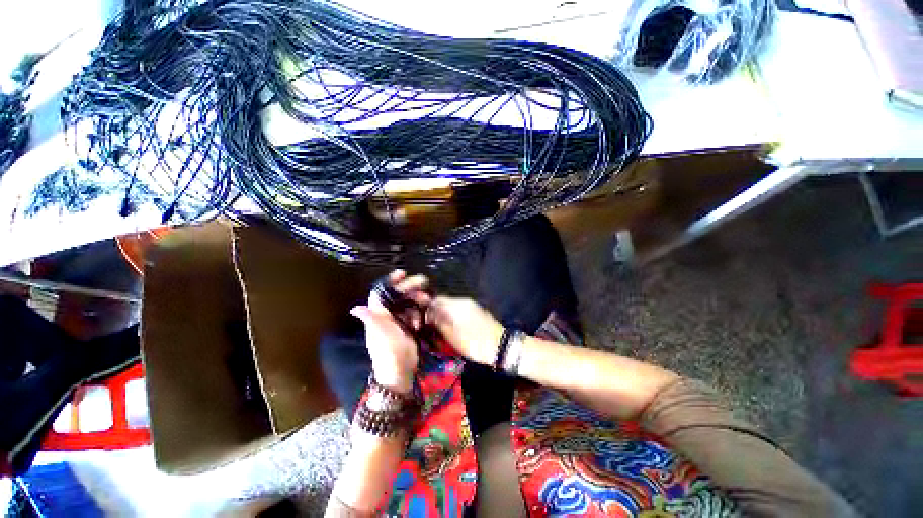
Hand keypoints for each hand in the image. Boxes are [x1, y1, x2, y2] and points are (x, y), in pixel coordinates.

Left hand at [350, 270, 429, 394]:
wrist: (400, 372)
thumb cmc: (389, 353)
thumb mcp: (382, 336)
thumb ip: (373, 320)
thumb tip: (355, 308)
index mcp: (377, 315)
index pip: (381, 293)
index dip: (390, 282)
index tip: (402, 273)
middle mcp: (386, 316)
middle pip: (397, 295)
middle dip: (409, 287)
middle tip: (423, 281)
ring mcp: (397, 321)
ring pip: (407, 303)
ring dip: (417, 300)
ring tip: (426, 300)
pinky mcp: (407, 327)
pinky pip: (413, 313)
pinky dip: (418, 313)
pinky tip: (421, 320)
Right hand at [426, 297, 504, 365]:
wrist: (501, 345)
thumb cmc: (474, 343)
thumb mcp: (453, 337)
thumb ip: (439, 323)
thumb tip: (429, 316)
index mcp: (456, 306)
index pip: (436, 300)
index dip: (428, 308)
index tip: (423, 320)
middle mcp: (463, 301)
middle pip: (445, 301)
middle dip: (437, 311)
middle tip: (432, 325)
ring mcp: (472, 304)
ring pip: (453, 305)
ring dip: (446, 313)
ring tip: (442, 327)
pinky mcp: (478, 309)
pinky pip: (462, 308)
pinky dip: (455, 314)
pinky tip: (455, 325)